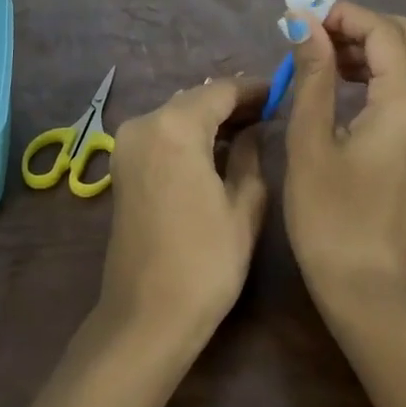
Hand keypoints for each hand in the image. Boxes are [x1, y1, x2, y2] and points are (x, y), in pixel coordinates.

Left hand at [100, 78, 269, 346]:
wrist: (147, 316)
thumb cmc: (206, 261)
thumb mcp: (244, 205)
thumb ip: (250, 155)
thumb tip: (253, 131)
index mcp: (175, 126)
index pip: (222, 91)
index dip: (254, 89)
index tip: (282, 92)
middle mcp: (145, 123)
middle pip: (196, 99)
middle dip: (232, 103)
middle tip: (270, 112)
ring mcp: (128, 144)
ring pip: (178, 114)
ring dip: (211, 118)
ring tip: (250, 129)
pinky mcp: (123, 165)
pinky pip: (163, 133)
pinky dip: (190, 134)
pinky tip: (217, 148)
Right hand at [283, 0, 405, 311]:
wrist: (367, 286)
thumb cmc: (330, 217)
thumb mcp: (310, 140)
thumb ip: (313, 74)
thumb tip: (304, 22)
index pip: (383, 30)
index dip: (342, 12)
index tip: (301, 13)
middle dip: (361, 22)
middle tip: (314, 32)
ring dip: (373, 44)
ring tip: (323, 53)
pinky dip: (383, 68)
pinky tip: (344, 82)